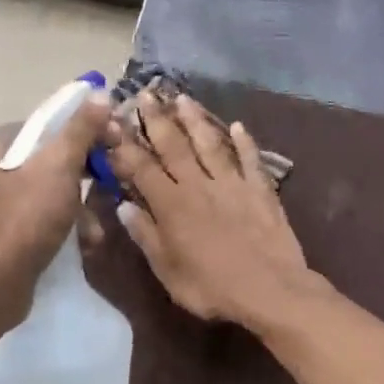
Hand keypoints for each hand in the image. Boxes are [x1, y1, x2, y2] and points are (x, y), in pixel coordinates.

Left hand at [0, 88, 112, 301]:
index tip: (117, 139)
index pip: (53, 121)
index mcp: (2, 142)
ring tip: (101, 218)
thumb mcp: (60, 165)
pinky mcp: (11, 228)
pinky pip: (47, 212)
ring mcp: (2, 198)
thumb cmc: (27, 216)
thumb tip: (98, 93)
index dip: (89, 126)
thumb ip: (81, 128)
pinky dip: (68, 219)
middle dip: (89, 167)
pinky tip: (87, 237)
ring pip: (55, 185)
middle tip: (116, 176)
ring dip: (83, 199)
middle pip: (55, 153)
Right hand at [104, 92, 316, 331]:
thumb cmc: (212, 287)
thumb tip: (124, 206)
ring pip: (209, 144)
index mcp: (172, 205)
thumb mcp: (168, 271)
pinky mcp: (260, 189)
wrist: (270, 289)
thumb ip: (146, 236)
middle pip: (174, 146)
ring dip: (195, 119)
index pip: (142, 168)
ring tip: (183, 98)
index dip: (126, 144)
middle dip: (157, 119)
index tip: (113, 121)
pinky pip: (250, 159)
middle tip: (146, 93)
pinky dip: (244, 142)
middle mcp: (198, 185)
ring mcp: (231, 183)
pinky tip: (238, 125)